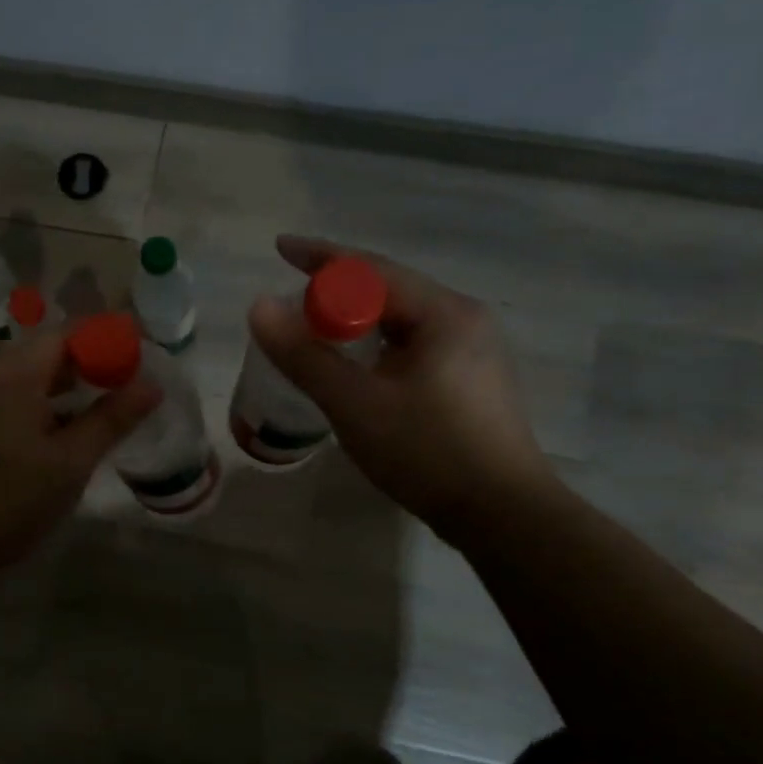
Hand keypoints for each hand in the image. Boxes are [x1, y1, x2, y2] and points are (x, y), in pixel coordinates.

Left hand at [0, 331, 160, 627]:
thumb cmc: (7, 502)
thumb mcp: (69, 464)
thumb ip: (111, 420)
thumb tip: (152, 384)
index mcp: (13, 373)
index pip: (67, 334)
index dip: (106, 342)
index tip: (140, 364)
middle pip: (45, 353)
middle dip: (88, 367)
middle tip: (126, 393)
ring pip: (27, 379)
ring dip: (64, 391)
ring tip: (100, 416)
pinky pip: (8, 400)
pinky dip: (39, 407)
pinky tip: (58, 437)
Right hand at [248, 235, 552, 533]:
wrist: (502, 515)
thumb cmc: (428, 453)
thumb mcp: (356, 405)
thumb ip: (305, 356)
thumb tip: (260, 307)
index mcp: (443, 313)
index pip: (372, 270)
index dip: (321, 257)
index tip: (280, 249)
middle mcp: (465, 320)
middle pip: (390, 291)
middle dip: (339, 290)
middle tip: (294, 300)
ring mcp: (475, 352)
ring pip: (403, 321)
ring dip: (358, 320)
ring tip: (320, 331)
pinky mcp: (473, 382)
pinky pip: (415, 346)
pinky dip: (378, 346)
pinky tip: (361, 368)